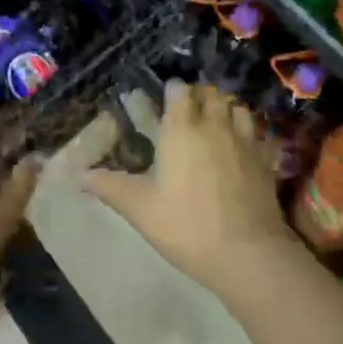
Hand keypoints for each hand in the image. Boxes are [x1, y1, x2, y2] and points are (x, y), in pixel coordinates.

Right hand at [82, 80, 293, 296]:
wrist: (247, 253)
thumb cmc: (186, 226)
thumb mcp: (140, 208)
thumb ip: (109, 187)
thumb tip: (77, 174)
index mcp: (182, 129)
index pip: (178, 90)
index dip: (172, 91)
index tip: (164, 102)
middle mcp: (214, 124)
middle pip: (210, 93)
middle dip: (199, 96)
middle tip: (188, 113)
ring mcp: (244, 140)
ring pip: (236, 107)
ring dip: (225, 109)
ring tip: (216, 124)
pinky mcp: (265, 159)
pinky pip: (257, 132)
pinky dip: (248, 131)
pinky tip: (241, 147)